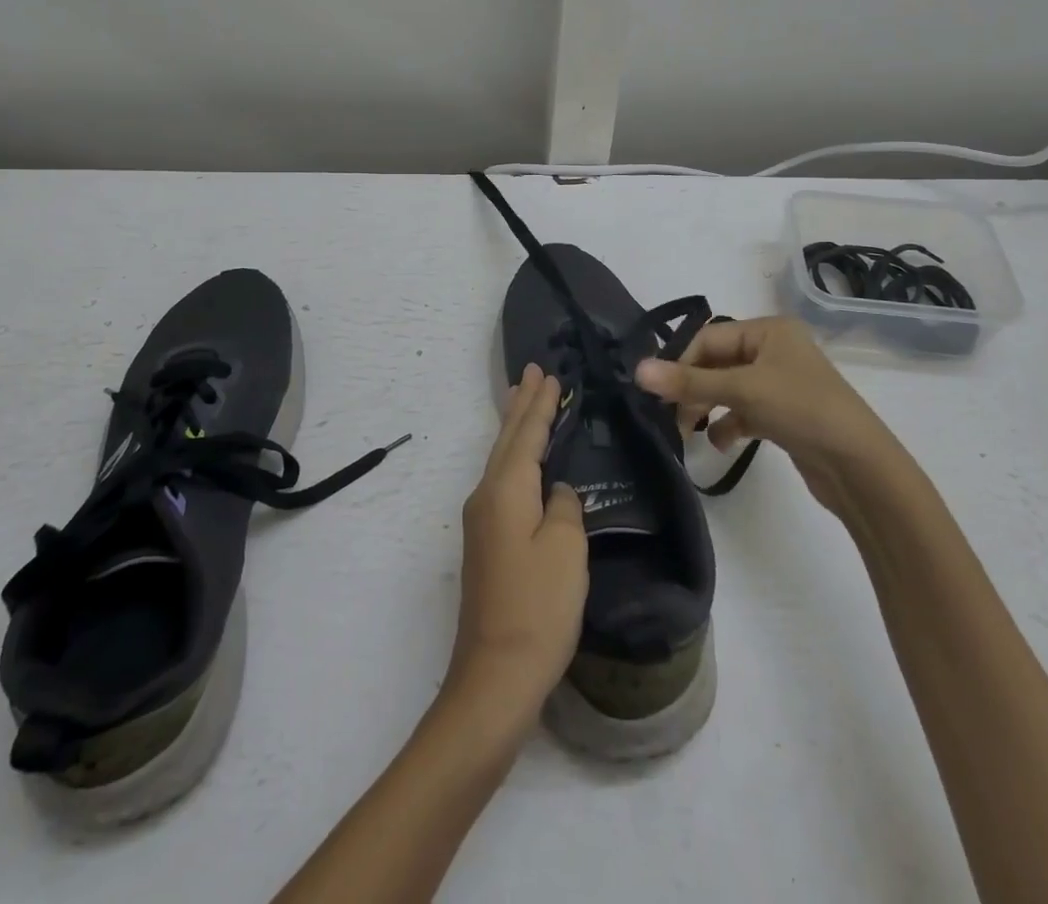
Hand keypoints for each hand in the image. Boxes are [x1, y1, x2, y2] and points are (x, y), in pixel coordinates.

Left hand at [445, 364, 587, 721]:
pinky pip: (502, 482)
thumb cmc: (538, 607)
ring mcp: (481, 522)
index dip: (540, 404)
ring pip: (501, 460)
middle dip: (521, 406)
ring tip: (523, 401)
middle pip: (507, 440)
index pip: (526, 434)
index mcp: (506, 489)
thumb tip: (556, 493)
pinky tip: (521, 463)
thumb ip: (564, 507)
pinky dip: (514, 458)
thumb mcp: (565, 549)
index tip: (547, 374)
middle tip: (531, 372)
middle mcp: (486, 497)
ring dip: (515, 429)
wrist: (496, 676)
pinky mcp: (486, 545)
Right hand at [635, 317, 898, 504]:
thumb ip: (689, 382)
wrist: (860, 467)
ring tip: (689, 432)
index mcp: (768, 330)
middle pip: (717, 362)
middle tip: (671, 417)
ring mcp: (780, 382)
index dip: (681, 363)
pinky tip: (721, 443)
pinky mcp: (784, 413)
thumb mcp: (742, 391)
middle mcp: (774, 349)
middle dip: (693, 388)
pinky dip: (729, 423)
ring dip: (707, 407)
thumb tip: (637, 369)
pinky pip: (744, 410)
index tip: (659, 393)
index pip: (709, 338)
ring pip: (728, 388)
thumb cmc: (802, 410)